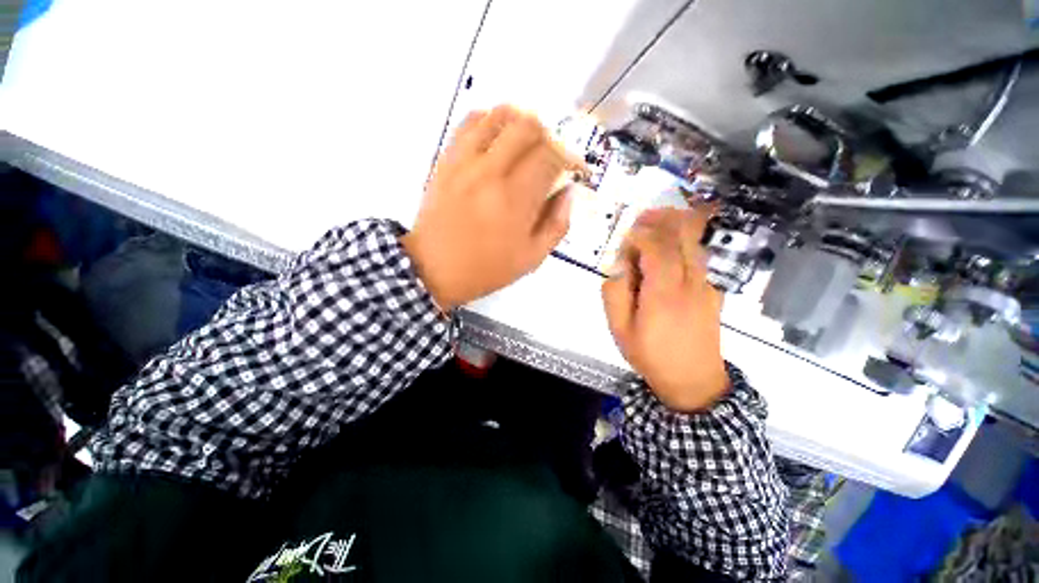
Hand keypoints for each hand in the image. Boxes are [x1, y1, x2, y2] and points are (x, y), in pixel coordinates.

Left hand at [402, 105, 580, 309]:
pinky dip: (489, 120)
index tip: (573, 169)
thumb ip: (557, 225)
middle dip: (549, 137)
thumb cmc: (486, 268)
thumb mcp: (531, 258)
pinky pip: (469, 122)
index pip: (552, 156)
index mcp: (516, 199)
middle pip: (529, 126)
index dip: (570, 157)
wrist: (434, 268)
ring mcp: (465, 162)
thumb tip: (568, 192)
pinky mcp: (447, 160)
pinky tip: (496, 138)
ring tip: (525, 143)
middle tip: (549, 157)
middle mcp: (492, 172)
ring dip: (521, 122)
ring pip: (499, 115)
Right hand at [602, 207, 727, 412]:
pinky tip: (669, 247)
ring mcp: (706, 286)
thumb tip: (619, 266)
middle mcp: (690, 283)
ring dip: (676, 227)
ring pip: (695, 243)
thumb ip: (614, 293)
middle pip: (684, 237)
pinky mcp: (712, 292)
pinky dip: (683, 243)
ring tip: (656, 221)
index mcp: (664, 293)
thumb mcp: (619, 329)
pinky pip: (698, 258)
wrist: (694, 381)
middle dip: (663, 219)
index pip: (657, 248)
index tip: (626, 232)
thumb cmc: (650, 355)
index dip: (641, 233)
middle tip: (643, 215)